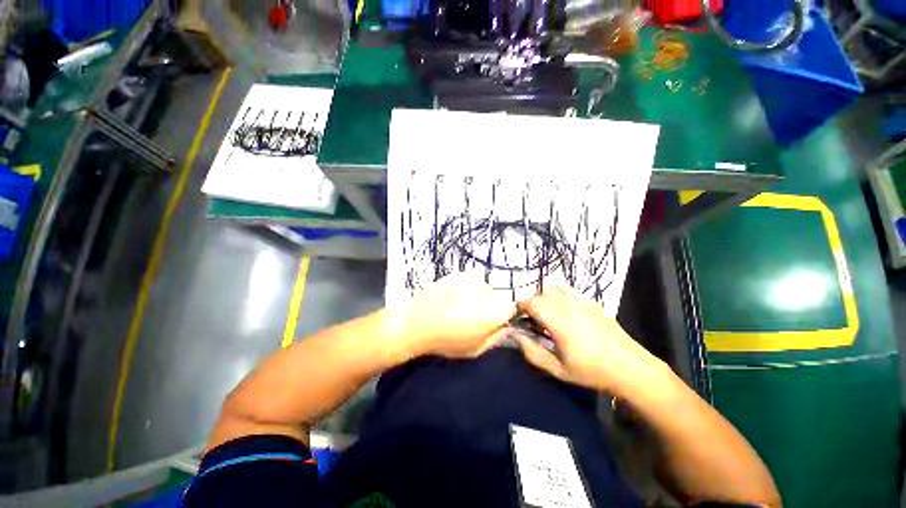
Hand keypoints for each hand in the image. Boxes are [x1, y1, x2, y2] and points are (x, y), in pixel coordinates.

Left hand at [384, 272, 515, 358]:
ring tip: (458, 307)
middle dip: (489, 306)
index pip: (511, 309)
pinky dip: (465, 288)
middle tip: (471, 317)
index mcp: (495, 311)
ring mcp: (472, 279)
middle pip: (496, 297)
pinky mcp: (458, 274)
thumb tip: (507, 328)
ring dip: (476, 296)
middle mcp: (487, 290)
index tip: (491, 324)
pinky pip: (469, 281)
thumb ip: (496, 338)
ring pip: (482, 288)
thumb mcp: (475, 350)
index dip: (503, 316)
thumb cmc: (446, 341)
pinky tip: (451, 298)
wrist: (416, 321)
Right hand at [512, 287, 665, 393]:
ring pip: (553, 289)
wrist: (629, 367)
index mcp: (559, 321)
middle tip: (530, 320)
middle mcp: (568, 305)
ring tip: (545, 314)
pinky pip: (567, 290)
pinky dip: (557, 294)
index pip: (531, 302)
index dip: (519, 307)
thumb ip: (532, 352)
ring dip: (543, 298)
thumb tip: (514, 335)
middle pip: (540, 294)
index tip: (517, 318)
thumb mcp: (557, 368)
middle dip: (530, 304)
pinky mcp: (590, 301)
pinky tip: (561, 308)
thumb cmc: (591, 371)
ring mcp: (581, 301)